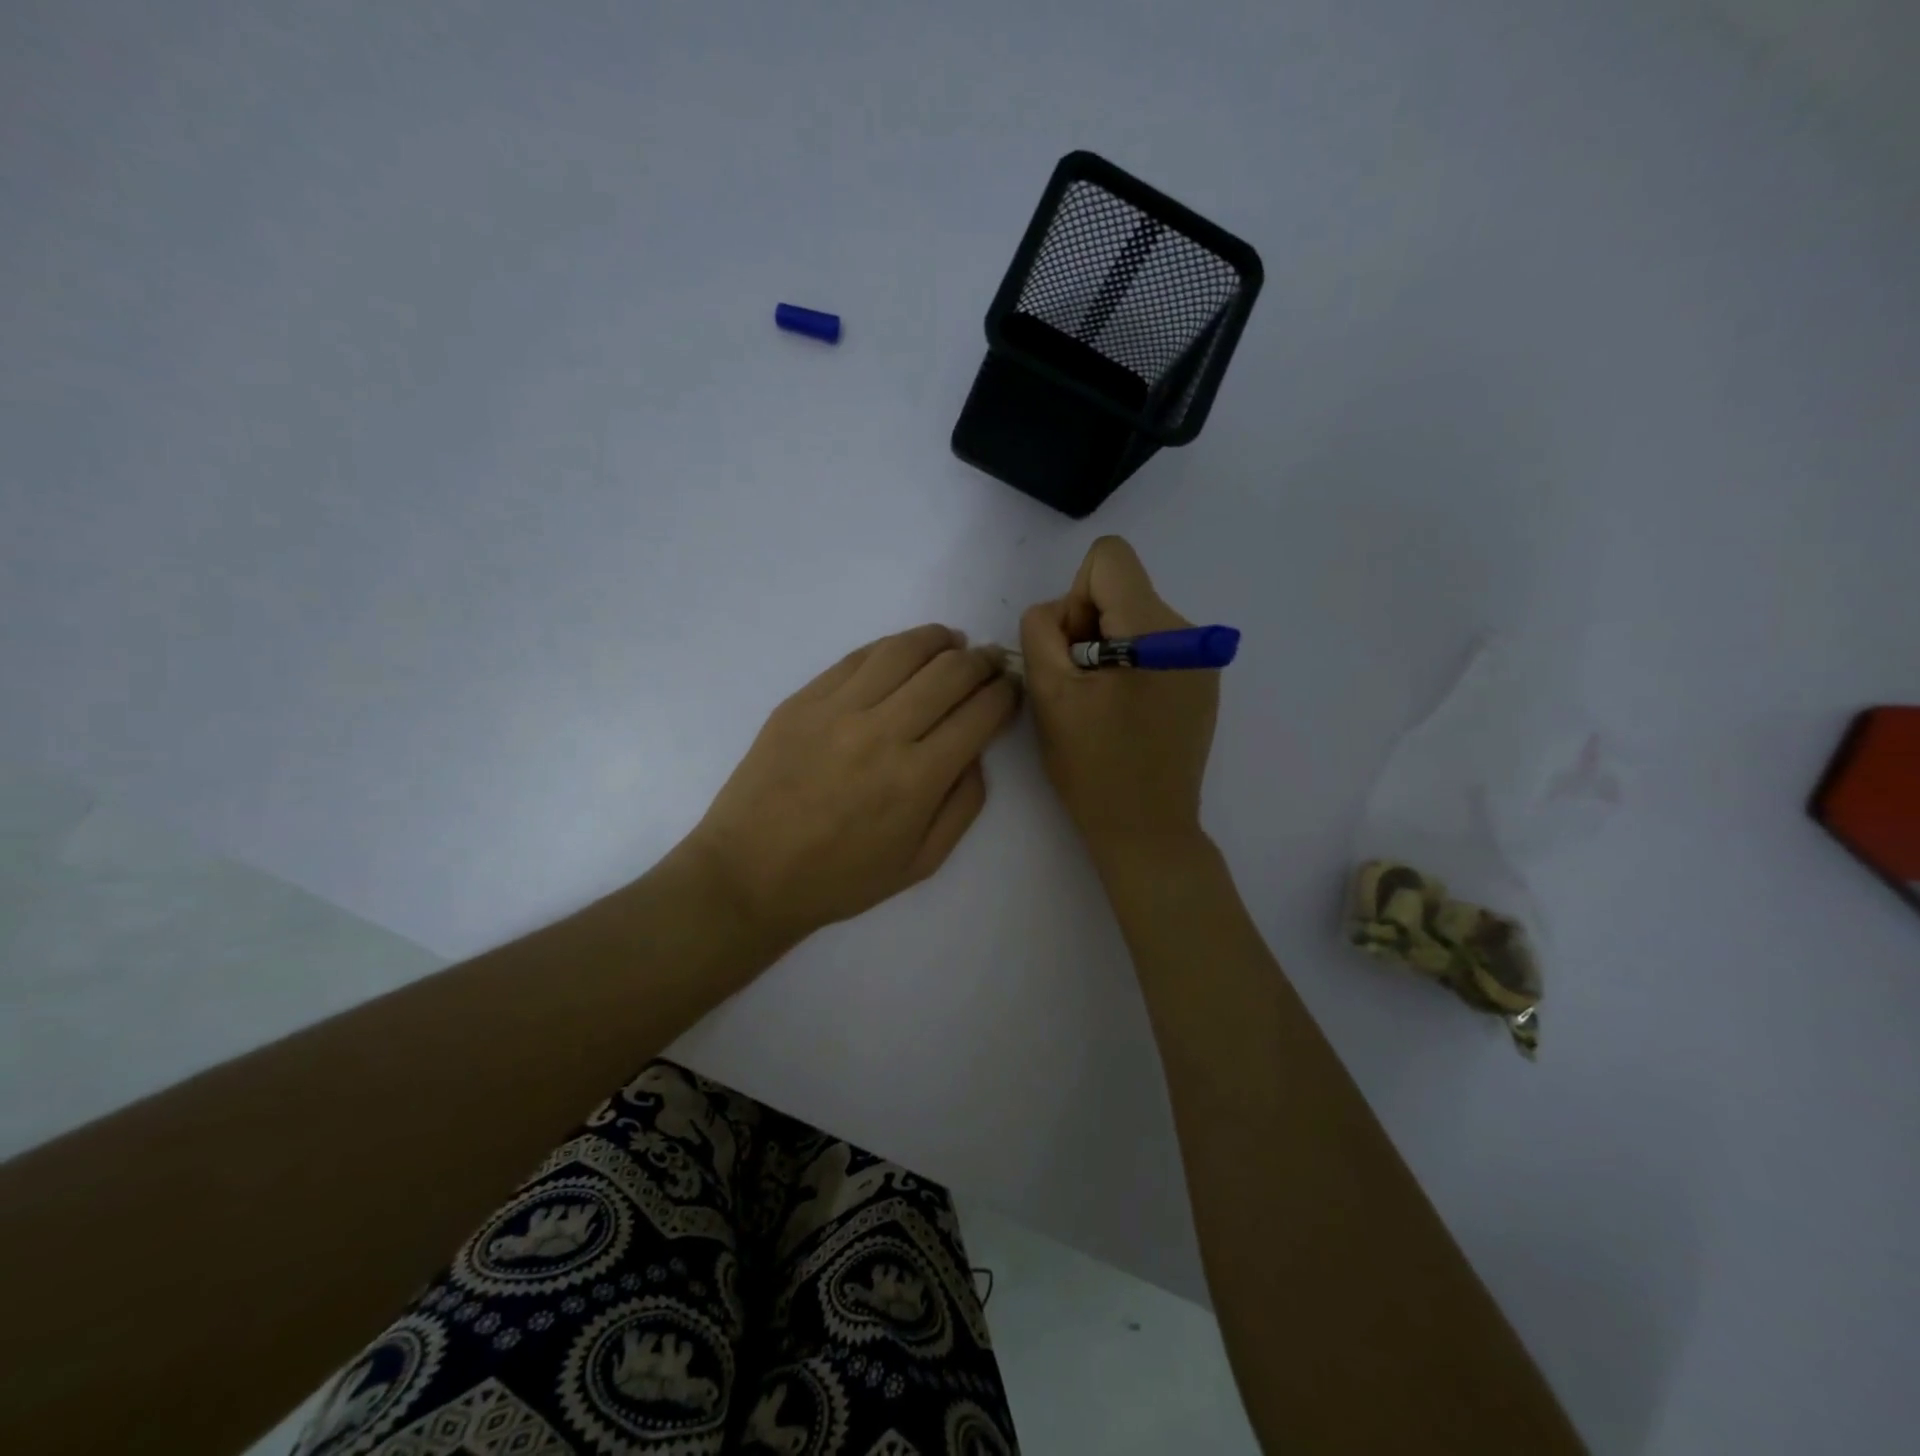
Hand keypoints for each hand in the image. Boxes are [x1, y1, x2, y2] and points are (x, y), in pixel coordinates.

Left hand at [685, 625, 1019, 946]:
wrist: (750, 873)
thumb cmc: (841, 878)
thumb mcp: (921, 862)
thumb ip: (963, 804)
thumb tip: (976, 751)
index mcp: (918, 778)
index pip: (980, 713)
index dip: (1006, 694)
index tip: (1011, 689)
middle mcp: (882, 732)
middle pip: (950, 672)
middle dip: (983, 661)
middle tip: (992, 662)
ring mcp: (838, 709)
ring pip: (904, 651)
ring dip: (940, 640)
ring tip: (954, 643)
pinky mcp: (803, 700)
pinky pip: (857, 657)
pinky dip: (891, 647)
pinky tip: (904, 652)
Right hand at [1021, 536, 1218, 854]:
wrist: (1147, 829)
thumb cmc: (1093, 765)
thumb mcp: (1048, 693)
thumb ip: (1041, 631)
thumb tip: (1059, 613)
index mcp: (1155, 629)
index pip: (1109, 558)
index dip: (1076, 597)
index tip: (1073, 652)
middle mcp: (1188, 632)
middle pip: (1121, 590)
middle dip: (1088, 629)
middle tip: (1079, 689)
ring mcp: (1200, 659)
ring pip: (1134, 619)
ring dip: (1106, 651)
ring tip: (1100, 707)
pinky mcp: (1201, 682)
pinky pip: (1153, 647)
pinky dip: (1129, 668)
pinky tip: (1123, 716)